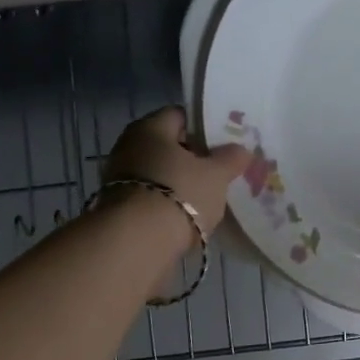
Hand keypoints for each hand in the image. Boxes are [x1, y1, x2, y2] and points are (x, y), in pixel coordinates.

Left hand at [101, 107, 250, 254]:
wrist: (136, 243)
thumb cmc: (180, 193)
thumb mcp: (216, 175)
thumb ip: (230, 158)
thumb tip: (240, 149)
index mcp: (150, 127)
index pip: (180, 115)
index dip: (204, 126)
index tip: (224, 142)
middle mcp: (129, 146)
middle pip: (168, 145)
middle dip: (193, 157)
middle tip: (220, 169)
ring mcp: (119, 178)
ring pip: (159, 172)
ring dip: (180, 182)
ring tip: (208, 195)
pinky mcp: (118, 208)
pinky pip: (151, 196)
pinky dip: (168, 202)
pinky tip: (188, 215)